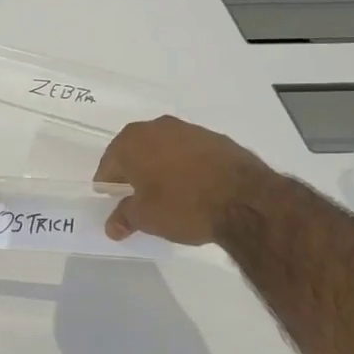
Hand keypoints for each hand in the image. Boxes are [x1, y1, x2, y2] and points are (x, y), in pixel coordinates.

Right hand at [95, 115, 277, 244]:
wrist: (244, 199)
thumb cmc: (183, 205)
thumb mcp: (146, 218)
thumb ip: (125, 217)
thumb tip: (112, 226)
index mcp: (132, 142)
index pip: (109, 164)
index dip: (108, 184)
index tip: (112, 200)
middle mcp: (157, 127)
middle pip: (135, 150)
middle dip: (133, 171)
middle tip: (136, 196)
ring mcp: (188, 129)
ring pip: (163, 147)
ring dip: (160, 165)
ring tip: (167, 192)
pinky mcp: (215, 137)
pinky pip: (189, 151)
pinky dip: (185, 165)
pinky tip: (193, 185)